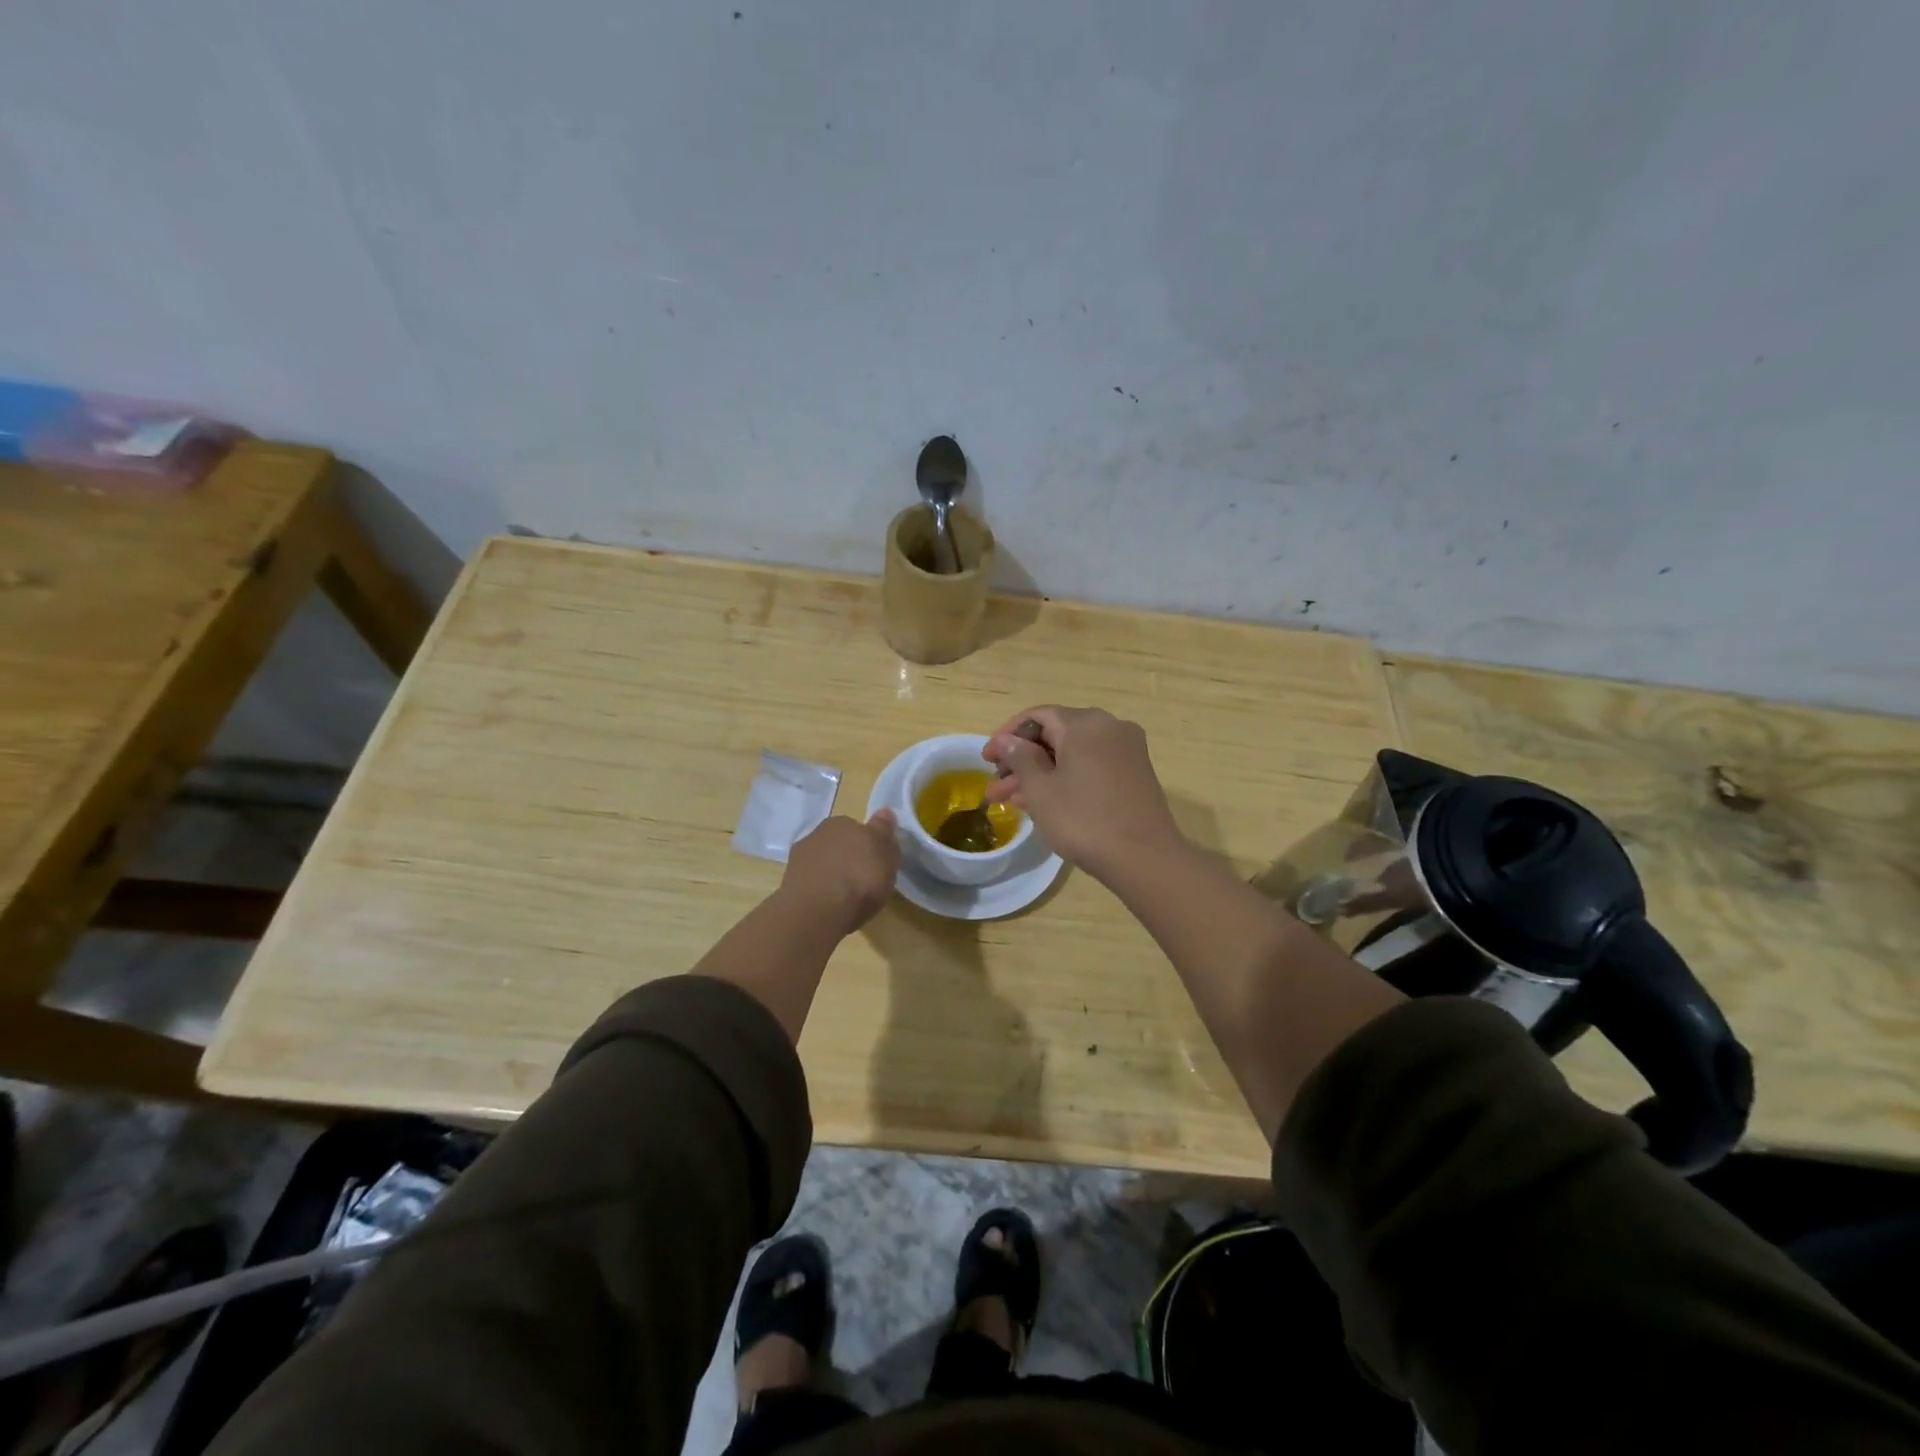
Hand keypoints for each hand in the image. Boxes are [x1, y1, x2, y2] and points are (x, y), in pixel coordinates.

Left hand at [780, 812, 899, 931]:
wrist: (818, 910)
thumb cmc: (860, 876)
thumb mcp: (886, 851)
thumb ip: (883, 831)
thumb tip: (883, 812)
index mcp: (841, 822)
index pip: (855, 828)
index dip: (866, 845)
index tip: (875, 863)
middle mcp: (815, 834)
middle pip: (837, 845)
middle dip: (847, 859)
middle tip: (862, 880)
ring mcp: (798, 861)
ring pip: (821, 865)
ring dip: (830, 876)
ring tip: (846, 898)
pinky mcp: (788, 886)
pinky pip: (811, 885)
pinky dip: (819, 893)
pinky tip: (830, 908)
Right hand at [982, 706, 1183, 881]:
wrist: (1144, 857)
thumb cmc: (1084, 819)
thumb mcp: (1041, 789)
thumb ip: (1020, 758)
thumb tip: (1007, 740)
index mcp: (1085, 723)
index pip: (1037, 716)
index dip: (1007, 735)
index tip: (986, 759)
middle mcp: (1109, 727)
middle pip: (1055, 734)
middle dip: (1022, 760)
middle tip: (995, 786)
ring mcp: (1126, 750)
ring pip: (1072, 754)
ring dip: (1041, 773)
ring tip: (1010, 801)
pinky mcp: (1135, 773)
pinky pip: (1090, 766)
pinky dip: (1065, 778)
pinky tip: (1043, 802)